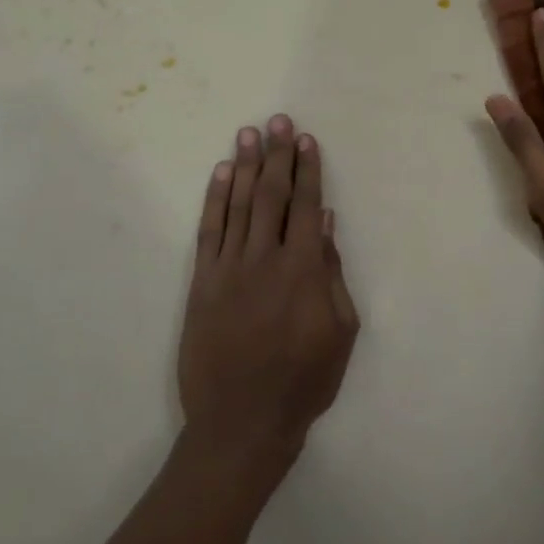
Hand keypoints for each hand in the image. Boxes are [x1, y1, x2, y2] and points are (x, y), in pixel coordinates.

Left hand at [179, 115, 360, 462]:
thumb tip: (327, 224)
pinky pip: (209, 231)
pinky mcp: (202, 283)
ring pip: (238, 205)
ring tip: (249, 132)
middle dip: (277, 155)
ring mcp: (228, 269)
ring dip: (246, 166)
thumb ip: (333, 274)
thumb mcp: (341, 333)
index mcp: (304, 271)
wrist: (242, 423)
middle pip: (271, 195)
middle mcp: (265, 259)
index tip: (306, 140)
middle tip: (277, 120)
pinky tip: (221, 173)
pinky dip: (215, 199)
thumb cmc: (303, 382)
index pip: (307, 207)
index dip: (308, 170)